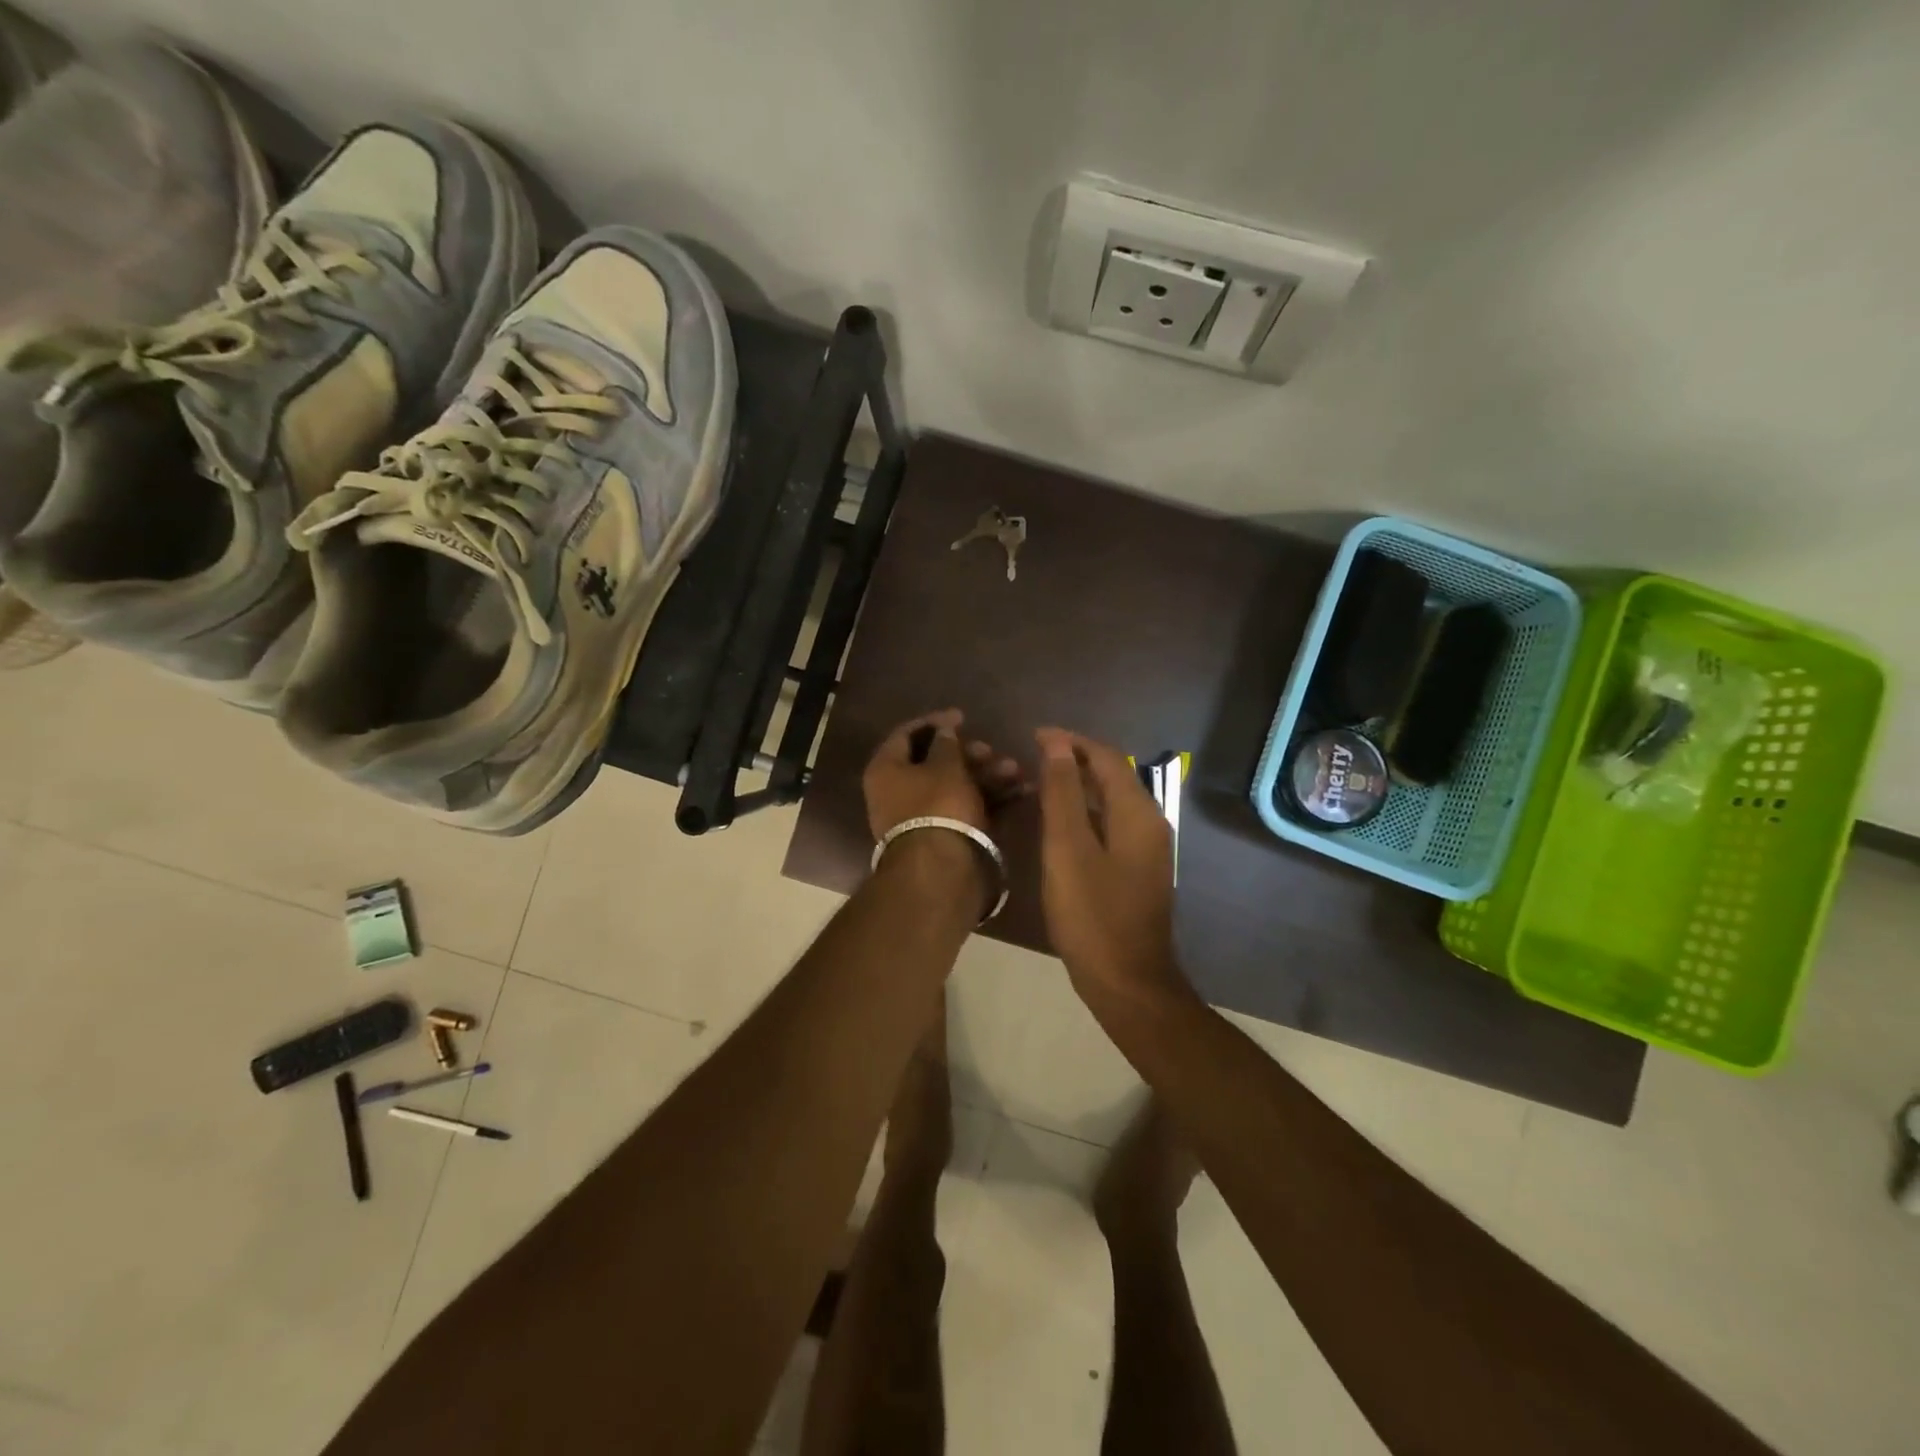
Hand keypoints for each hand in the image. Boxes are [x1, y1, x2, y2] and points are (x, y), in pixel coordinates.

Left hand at [864, 709, 1027, 840]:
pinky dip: (990, 799)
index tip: (963, 716)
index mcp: (886, 770)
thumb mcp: (945, 766)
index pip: (905, 735)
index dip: (935, 722)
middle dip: (969, 754)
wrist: (943, 871)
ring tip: (1016, 771)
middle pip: (935, 763)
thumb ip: (946, 743)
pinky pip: (966, 808)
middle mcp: (897, 792)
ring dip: (986, 775)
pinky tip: (1020, 791)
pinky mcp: (944, 837)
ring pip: (955, 786)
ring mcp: (921, 817)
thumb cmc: (938, 806)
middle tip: (992, 751)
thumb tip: (944, 729)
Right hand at [1035, 728, 1185, 1007]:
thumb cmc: (1092, 914)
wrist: (1127, 982)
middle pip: (1113, 775)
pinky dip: (1085, 812)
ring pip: (1112, 800)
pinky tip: (1060, 822)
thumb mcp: (1068, 849)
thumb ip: (1062, 794)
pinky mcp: (1138, 869)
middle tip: (1033, 756)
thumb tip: (1057, 744)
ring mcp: (1147, 848)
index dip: (1071, 741)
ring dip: (1079, 785)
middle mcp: (1149, 822)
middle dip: (1075, 759)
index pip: (1106, 757)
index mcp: (1137, 813)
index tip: (1034, 735)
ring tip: (1040, 783)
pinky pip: (1111, 823)